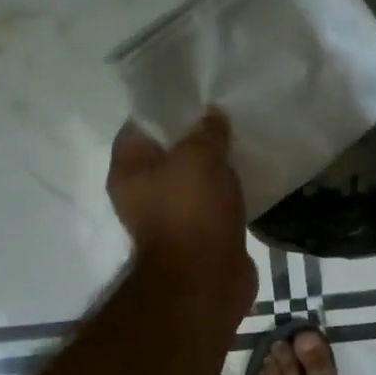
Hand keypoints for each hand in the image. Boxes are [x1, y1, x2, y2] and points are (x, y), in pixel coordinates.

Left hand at [107, 112, 255, 320]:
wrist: (206, 280)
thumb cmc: (191, 212)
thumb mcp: (199, 157)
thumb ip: (206, 131)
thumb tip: (212, 116)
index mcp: (128, 170)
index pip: (140, 125)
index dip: (167, 106)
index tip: (196, 94)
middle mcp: (142, 192)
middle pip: (168, 152)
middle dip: (195, 135)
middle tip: (225, 115)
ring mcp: (170, 216)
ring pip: (192, 179)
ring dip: (213, 165)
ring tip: (240, 141)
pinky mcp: (197, 235)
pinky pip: (211, 203)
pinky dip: (226, 192)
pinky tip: (247, 175)